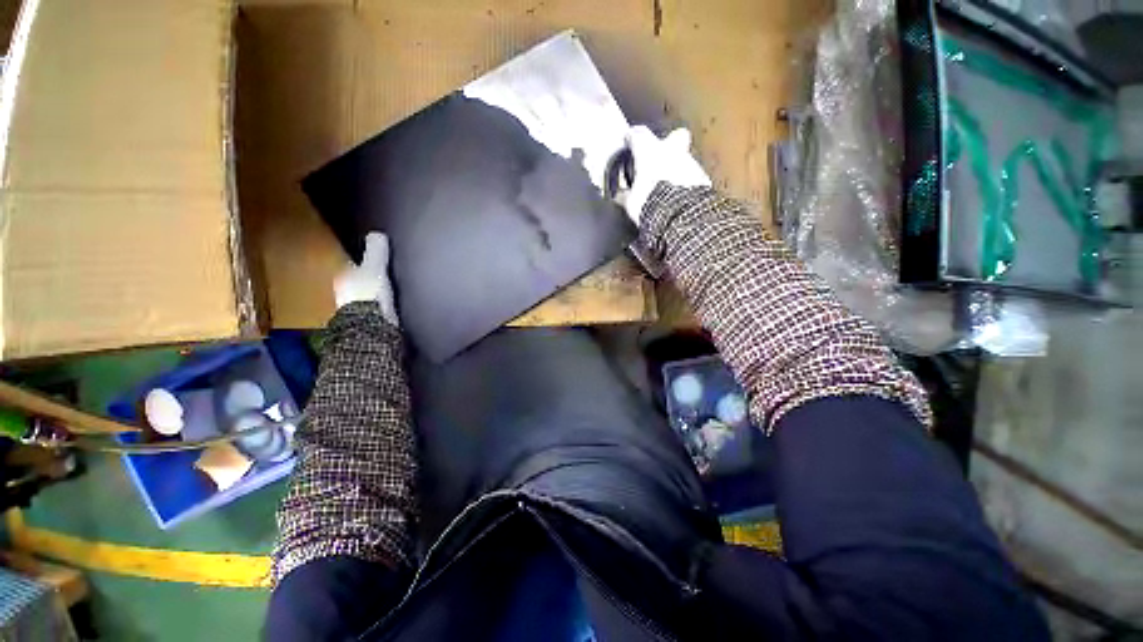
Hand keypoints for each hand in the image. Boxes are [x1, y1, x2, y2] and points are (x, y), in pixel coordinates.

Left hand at [334, 232, 398, 325]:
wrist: (370, 326)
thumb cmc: (369, 294)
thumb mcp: (375, 268)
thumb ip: (376, 251)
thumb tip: (377, 233)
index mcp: (343, 278)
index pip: (353, 267)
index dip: (365, 264)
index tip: (377, 263)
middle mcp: (343, 294)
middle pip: (359, 283)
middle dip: (369, 281)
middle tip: (385, 278)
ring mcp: (354, 311)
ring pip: (366, 298)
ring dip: (375, 297)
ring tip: (390, 295)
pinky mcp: (366, 324)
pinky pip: (374, 312)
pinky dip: (380, 310)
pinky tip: (391, 310)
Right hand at [622, 125, 711, 224]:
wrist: (680, 216)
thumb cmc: (649, 203)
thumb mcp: (631, 203)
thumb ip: (625, 195)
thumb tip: (619, 194)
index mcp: (650, 152)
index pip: (638, 135)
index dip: (632, 138)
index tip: (628, 142)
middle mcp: (672, 151)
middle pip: (675, 136)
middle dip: (669, 144)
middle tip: (660, 158)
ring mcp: (690, 163)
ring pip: (684, 158)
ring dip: (678, 168)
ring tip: (669, 186)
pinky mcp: (703, 178)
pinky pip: (693, 176)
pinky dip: (687, 183)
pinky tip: (681, 196)